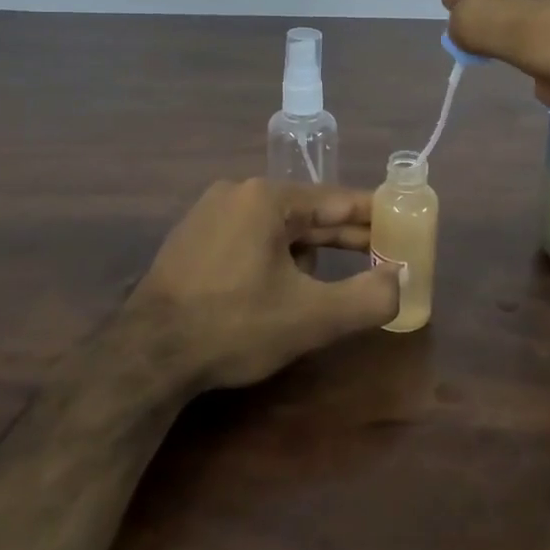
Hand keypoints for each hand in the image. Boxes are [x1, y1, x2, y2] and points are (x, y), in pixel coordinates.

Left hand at [127, 179, 401, 392]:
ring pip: (277, 228)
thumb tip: (400, 282)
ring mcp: (208, 214)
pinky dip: (276, 257)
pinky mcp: (191, 240)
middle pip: (307, 214)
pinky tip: (283, 286)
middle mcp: (237, 193)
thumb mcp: (311, 317)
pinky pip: (249, 239)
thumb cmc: (234, 325)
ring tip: (334, 277)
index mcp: (267, 198)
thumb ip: (368, 298)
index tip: (404, 225)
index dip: (375, 216)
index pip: (337, 201)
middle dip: (345, 238)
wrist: (146, 356)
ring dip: (309, 251)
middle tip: (383, 255)